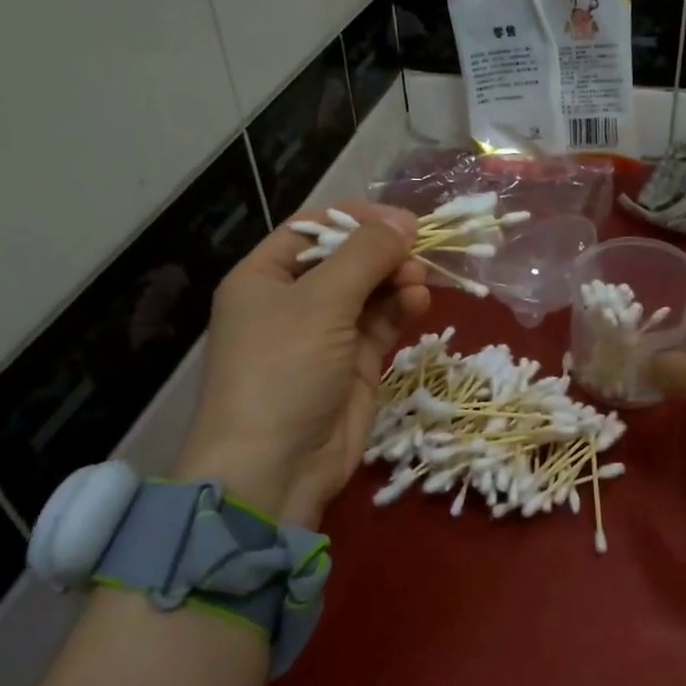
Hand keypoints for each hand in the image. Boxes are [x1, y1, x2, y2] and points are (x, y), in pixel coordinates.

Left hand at [174, 201, 429, 523]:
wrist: (275, 467)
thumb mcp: (320, 302)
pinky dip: (400, 309)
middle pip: (346, 259)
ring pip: (369, 291)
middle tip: (421, 249)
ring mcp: (326, 335)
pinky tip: (419, 301)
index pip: (312, 229)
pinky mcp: (354, 364)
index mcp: (264, 277)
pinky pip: (381, 324)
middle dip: (383, 251)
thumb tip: (404, 222)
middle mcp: (293, 302)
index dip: (355, 218)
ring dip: (396, 279)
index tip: (401, 219)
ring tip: (420, 278)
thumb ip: (365, 255)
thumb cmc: (283, 369)